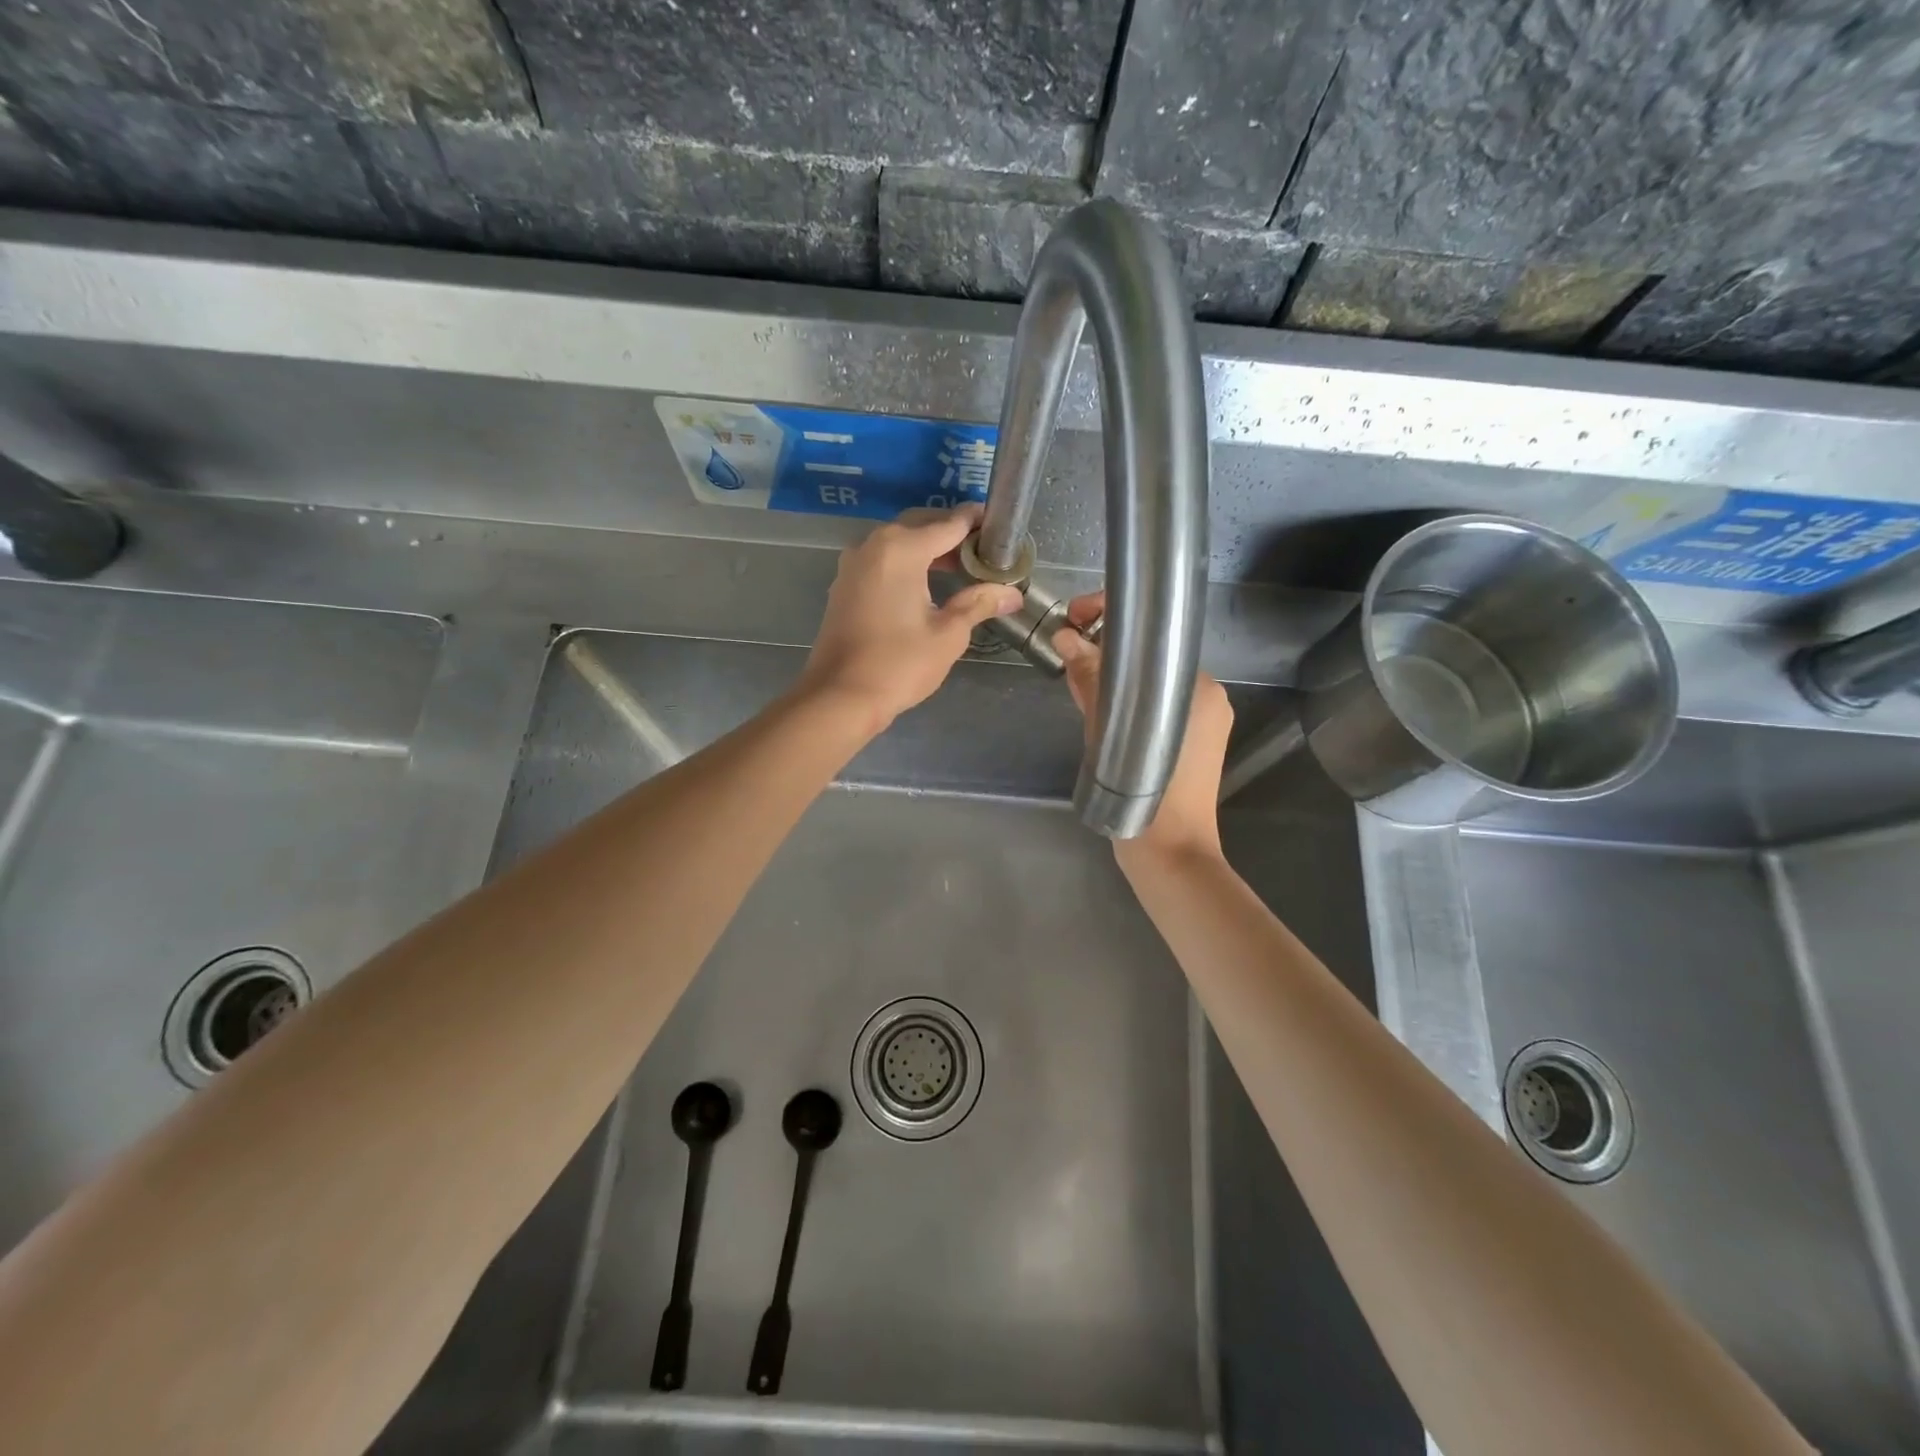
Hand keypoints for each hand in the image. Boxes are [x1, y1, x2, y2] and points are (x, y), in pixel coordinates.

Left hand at [798, 504, 1021, 734]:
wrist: (840, 697)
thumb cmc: (899, 665)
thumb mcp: (948, 634)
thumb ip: (978, 604)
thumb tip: (1012, 594)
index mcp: (902, 549)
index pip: (948, 524)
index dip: (975, 521)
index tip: (998, 525)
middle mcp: (874, 545)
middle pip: (920, 525)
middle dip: (951, 533)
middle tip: (982, 549)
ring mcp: (854, 564)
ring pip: (898, 542)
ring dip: (928, 548)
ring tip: (960, 567)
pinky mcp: (844, 584)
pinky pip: (881, 560)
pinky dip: (906, 562)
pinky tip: (926, 584)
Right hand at [1053, 591, 1233, 859]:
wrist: (1171, 856)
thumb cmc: (1146, 796)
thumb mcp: (1109, 733)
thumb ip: (1092, 681)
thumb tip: (1066, 637)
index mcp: (1198, 688)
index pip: (1154, 636)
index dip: (1111, 619)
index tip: (1075, 616)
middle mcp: (1207, 697)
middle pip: (1151, 658)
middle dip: (1107, 649)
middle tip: (1066, 648)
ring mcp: (1201, 722)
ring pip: (1150, 684)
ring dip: (1113, 677)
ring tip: (1073, 675)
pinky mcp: (1190, 743)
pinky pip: (1154, 707)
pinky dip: (1127, 700)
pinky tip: (1095, 703)